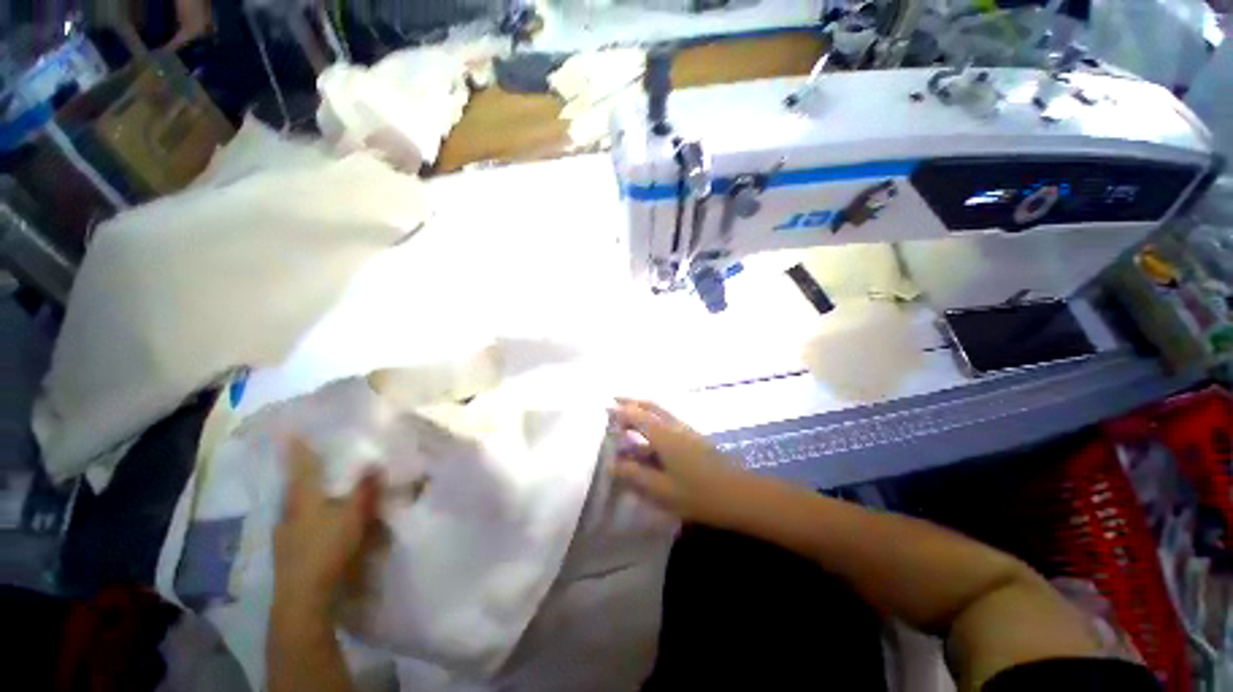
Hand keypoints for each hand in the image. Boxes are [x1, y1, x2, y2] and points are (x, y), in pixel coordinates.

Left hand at [273, 439, 382, 619]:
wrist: (304, 596)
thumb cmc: (328, 548)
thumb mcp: (354, 515)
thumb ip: (365, 489)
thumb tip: (375, 463)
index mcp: (303, 498)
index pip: (300, 466)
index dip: (298, 448)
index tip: (292, 430)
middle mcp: (289, 510)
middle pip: (293, 484)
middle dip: (299, 469)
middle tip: (308, 455)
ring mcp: (285, 531)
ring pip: (294, 503)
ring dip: (303, 491)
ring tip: (316, 484)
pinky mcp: (288, 548)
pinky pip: (296, 519)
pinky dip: (305, 511)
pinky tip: (316, 517)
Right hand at [609, 398, 747, 525]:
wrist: (740, 495)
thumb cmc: (699, 495)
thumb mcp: (662, 490)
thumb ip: (635, 475)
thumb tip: (612, 465)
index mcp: (664, 435)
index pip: (637, 416)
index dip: (620, 411)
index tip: (605, 408)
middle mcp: (674, 426)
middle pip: (650, 406)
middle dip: (632, 402)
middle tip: (615, 401)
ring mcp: (687, 431)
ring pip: (660, 413)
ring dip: (643, 409)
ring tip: (629, 415)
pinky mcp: (694, 438)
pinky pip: (668, 422)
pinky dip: (654, 420)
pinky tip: (651, 434)